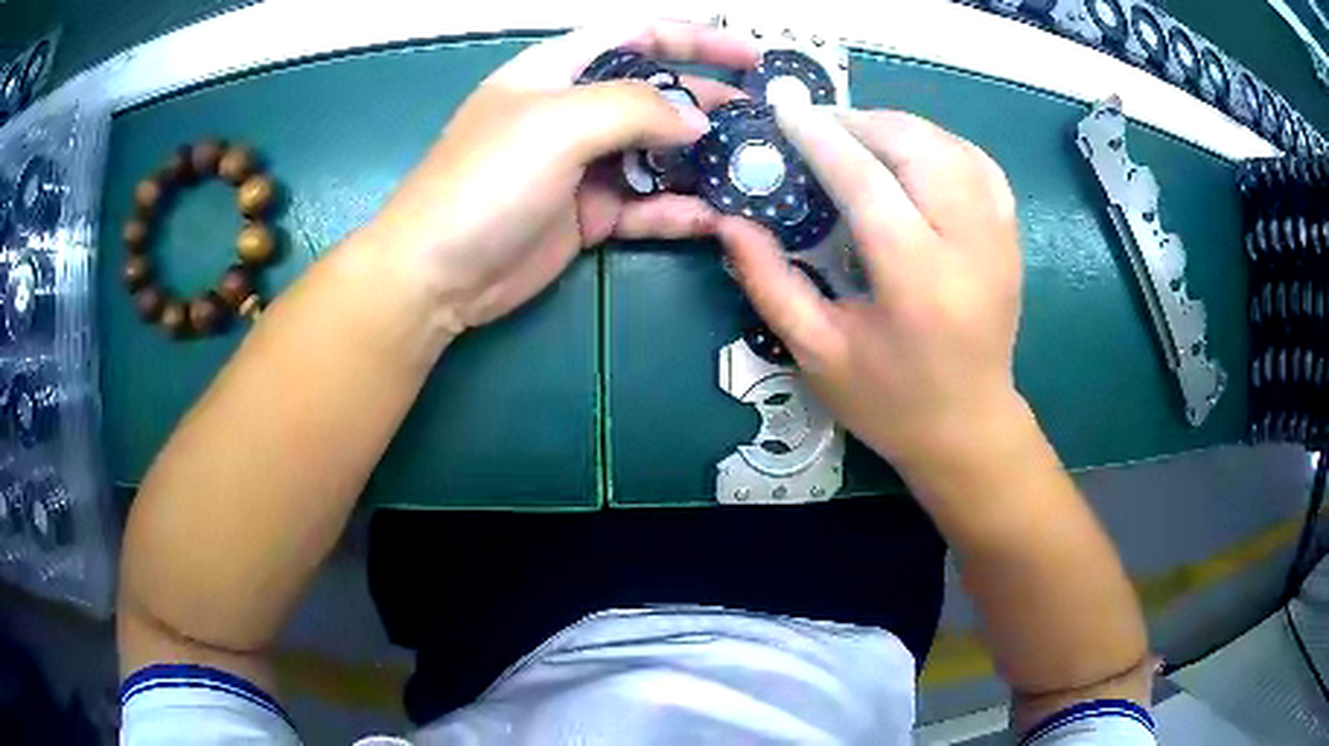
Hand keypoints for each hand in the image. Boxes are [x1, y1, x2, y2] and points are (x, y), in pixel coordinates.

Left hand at [366, 21, 758, 331]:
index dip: (696, 38)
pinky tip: (716, 218)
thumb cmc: (485, 181)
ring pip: (658, 153)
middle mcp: (575, 110)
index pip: (637, 35)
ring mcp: (583, 165)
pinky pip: (646, 205)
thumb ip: (636, 108)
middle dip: (708, 105)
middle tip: (762, 124)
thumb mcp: (559, 124)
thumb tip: (695, 122)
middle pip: (656, 94)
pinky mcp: (589, 215)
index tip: (751, 56)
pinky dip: (680, 210)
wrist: (437, 274)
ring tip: (753, 174)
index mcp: (559, 69)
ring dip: (703, 163)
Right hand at [718, 108, 1023, 481]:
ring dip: (900, 126)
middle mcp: (967, 247)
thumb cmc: (890, 401)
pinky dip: (942, 142)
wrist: (969, 428)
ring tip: (857, 130)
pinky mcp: (1011, 238)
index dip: (822, 137)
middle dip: (862, 121)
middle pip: (917, 148)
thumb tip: (729, 221)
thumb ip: (770, 282)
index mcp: (916, 281)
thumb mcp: (817, 353)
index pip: (867, 182)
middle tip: (818, 122)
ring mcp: (998, 238)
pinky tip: (912, 148)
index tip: (786, 109)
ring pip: (951, 147)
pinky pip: (981, 165)